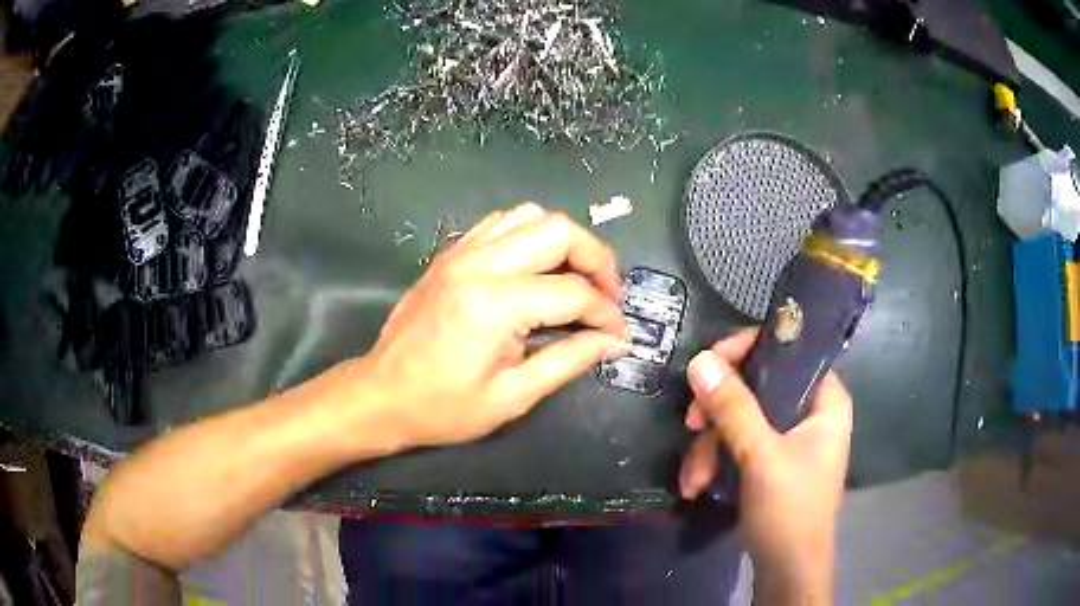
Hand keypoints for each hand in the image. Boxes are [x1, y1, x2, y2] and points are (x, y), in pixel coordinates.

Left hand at [360, 203, 631, 448]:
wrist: (381, 395)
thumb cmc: (444, 407)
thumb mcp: (513, 396)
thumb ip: (569, 360)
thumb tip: (614, 341)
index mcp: (497, 303)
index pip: (574, 293)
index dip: (607, 314)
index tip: (620, 334)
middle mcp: (481, 264)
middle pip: (559, 231)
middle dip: (597, 258)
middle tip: (608, 293)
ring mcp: (462, 252)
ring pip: (530, 216)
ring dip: (565, 241)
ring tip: (577, 276)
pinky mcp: (451, 253)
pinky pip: (501, 224)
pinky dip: (530, 235)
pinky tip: (538, 266)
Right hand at [678, 329, 851, 602]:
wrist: (786, 570)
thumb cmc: (790, 510)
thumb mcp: (761, 457)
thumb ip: (733, 408)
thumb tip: (700, 359)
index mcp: (826, 399)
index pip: (788, 350)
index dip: (747, 351)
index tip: (707, 366)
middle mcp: (810, 411)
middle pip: (757, 385)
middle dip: (718, 413)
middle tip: (691, 425)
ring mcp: (789, 437)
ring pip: (741, 417)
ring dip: (710, 447)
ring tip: (695, 479)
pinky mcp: (771, 459)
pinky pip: (738, 443)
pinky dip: (715, 461)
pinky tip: (699, 485)